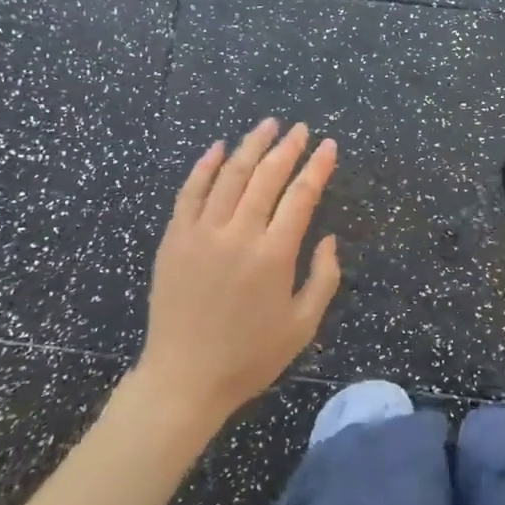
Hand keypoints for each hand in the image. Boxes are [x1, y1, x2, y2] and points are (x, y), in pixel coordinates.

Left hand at [136, 120, 341, 426]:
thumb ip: (324, 278)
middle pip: (267, 177)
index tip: (328, 146)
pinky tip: (219, 147)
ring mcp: (202, 233)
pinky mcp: (175, 238)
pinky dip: (205, 165)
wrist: (184, 379)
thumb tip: (329, 239)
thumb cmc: (249, 357)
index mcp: (274, 255)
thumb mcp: (302, 326)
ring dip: (251, 146)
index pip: (301, 196)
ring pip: (230, 175)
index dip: (317, 167)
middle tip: (301, 129)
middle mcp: (238, 234)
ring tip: (268, 126)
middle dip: (288, 148)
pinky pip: (190, 191)